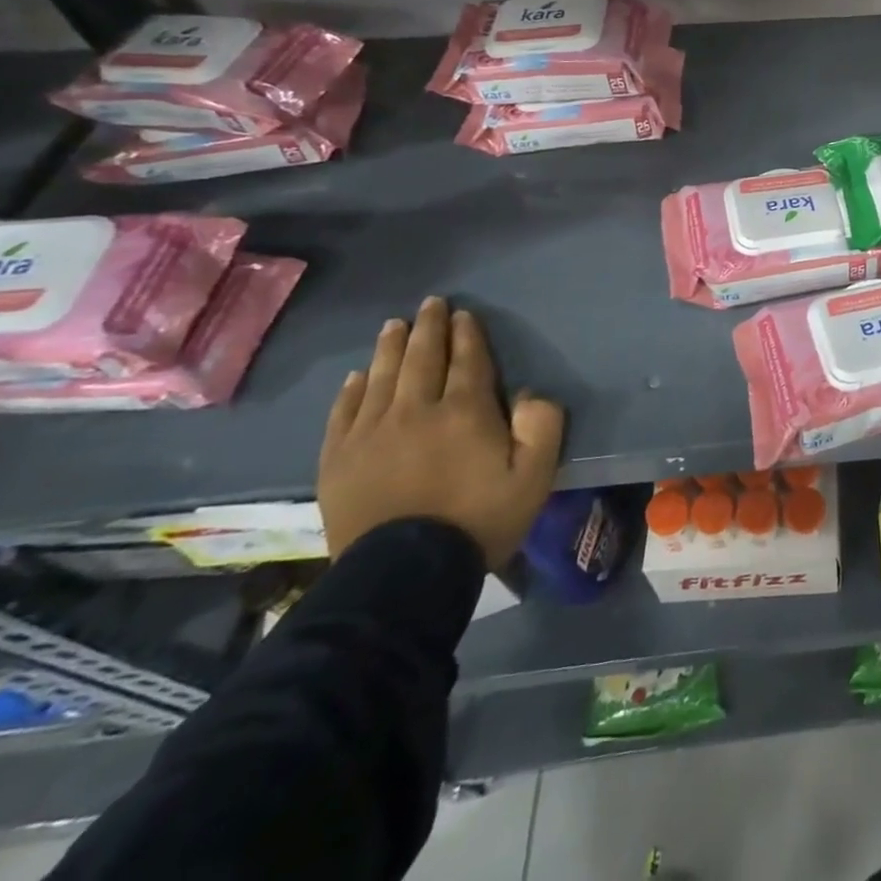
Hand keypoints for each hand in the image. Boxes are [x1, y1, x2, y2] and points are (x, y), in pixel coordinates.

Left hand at [319, 297, 564, 567]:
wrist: (402, 575)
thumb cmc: (478, 521)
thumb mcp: (534, 476)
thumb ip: (542, 425)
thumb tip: (529, 393)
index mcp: (465, 411)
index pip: (467, 360)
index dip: (467, 334)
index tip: (465, 315)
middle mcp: (415, 410)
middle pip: (422, 358)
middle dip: (428, 327)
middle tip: (430, 304)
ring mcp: (371, 433)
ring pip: (382, 377)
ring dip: (390, 347)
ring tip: (394, 325)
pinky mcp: (338, 459)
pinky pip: (344, 412)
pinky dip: (352, 389)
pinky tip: (357, 376)